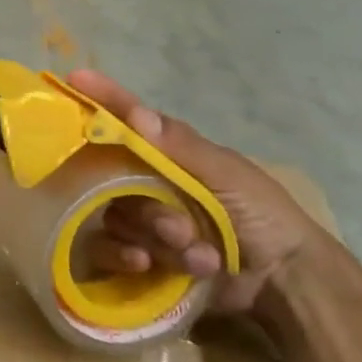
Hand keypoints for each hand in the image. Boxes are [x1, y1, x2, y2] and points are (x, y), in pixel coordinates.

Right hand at [66, 71, 329, 315]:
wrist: (285, 284)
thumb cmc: (263, 217)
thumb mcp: (230, 175)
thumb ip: (181, 147)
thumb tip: (135, 113)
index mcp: (169, 154)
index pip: (129, 120)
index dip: (103, 99)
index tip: (76, 77)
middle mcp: (148, 182)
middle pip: (113, 179)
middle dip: (148, 207)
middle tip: (179, 228)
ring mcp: (141, 220)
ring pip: (116, 217)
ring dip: (155, 238)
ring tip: (196, 254)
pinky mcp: (138, 255)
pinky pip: (108, 249)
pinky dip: (125, 257)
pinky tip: (149, 266)